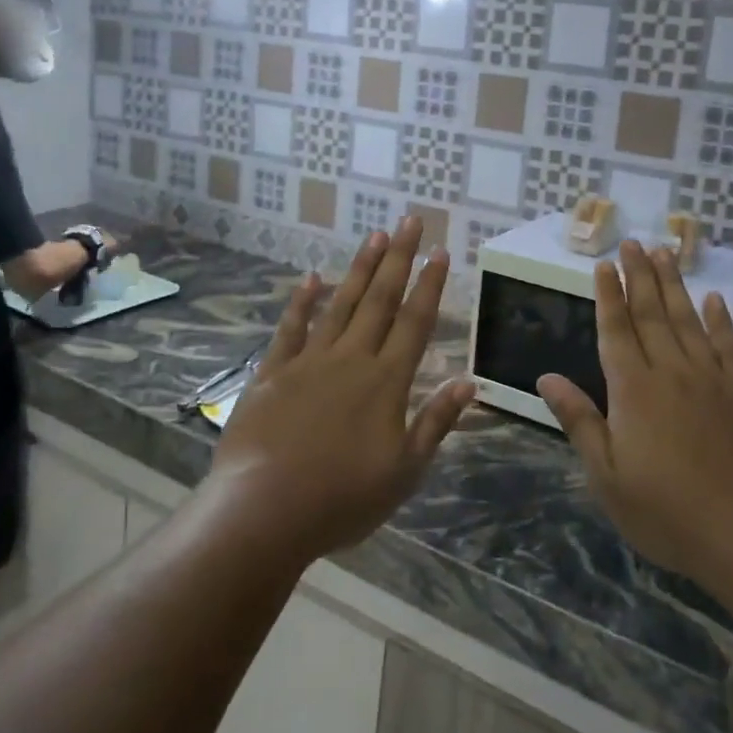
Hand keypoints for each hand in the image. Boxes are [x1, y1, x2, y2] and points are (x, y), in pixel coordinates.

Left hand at [209, 216, 475, 563]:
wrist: (264, 511)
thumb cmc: (342, 499)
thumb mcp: (404, 471)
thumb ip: (435, 422)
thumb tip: (468, 382)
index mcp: (386, 382)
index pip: (415, 322)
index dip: (430, 285)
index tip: (441, 252)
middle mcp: (351, 359)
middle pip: (380, 300)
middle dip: (398, 258)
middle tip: (410, 220)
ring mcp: (309, 361)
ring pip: (341, 304)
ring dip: (360, 268)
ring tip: (374, 235)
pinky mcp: (273, 373)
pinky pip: (291, 328)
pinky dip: (302, 302)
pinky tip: (311, 278)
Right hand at [537, 242, 732, 603]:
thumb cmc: (669, 512)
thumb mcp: (608, 477)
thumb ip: (579, 421)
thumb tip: (546, 378)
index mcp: (633, 390)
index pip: (616, 330)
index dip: (608, 295)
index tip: (603, 264)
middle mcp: (671, 371)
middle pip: (651, 313)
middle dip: (638, 276)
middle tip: (631, 243)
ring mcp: (712, 378)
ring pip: (687, 319)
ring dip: (673, 284)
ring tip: (664, 252)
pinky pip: (727, 345)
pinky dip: (719, 319)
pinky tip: (714, 299)